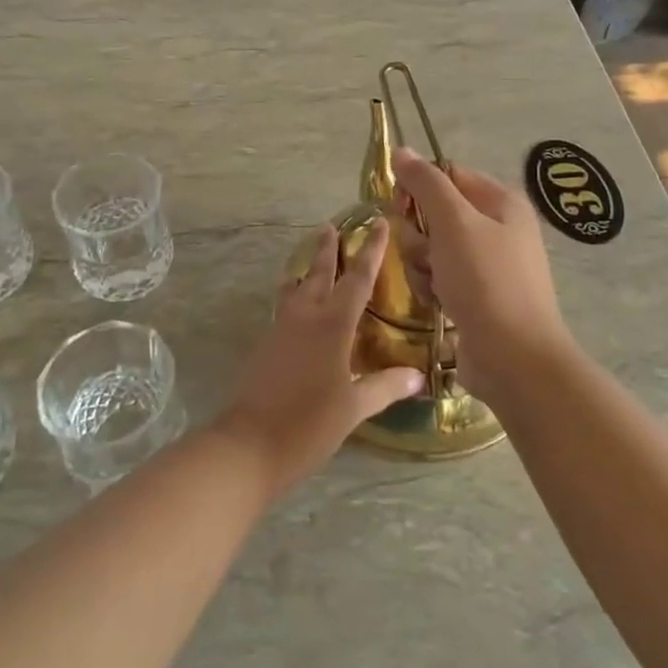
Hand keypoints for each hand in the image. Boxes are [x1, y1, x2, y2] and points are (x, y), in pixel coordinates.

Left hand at [215, 221, 423, 496]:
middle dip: (327, 249)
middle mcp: (305, 317)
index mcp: (332, 325)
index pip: (357, 279)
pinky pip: (284, 307)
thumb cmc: (309, 424)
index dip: (370, 251)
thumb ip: (385, 387)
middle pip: (318, 273)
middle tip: (331, 226)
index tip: (377, 224)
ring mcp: (281, 329)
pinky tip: (298, 305)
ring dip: (306, 269)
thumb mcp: (354, 408)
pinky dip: (294, 294)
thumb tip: (417, 376)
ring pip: (296, 288)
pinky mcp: (267, 345)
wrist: (250, 443)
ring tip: (311, 258)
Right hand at [389, 148, 573, 400]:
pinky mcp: (478, 297)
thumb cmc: (486, 281)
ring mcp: (490, 265)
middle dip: (419, 235)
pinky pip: (441, 278)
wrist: (514, 359)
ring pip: (433, 248)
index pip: (447, 175)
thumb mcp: (454, 223)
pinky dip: (432, 287)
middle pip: (436, 213)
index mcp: (501, 202)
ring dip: (422, 264)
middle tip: (424, 254)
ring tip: (432, 285)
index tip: (399, 208)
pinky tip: (436, 303)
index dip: (418, 189)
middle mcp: (499, 228)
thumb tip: (402, 150)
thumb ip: (426, 184)